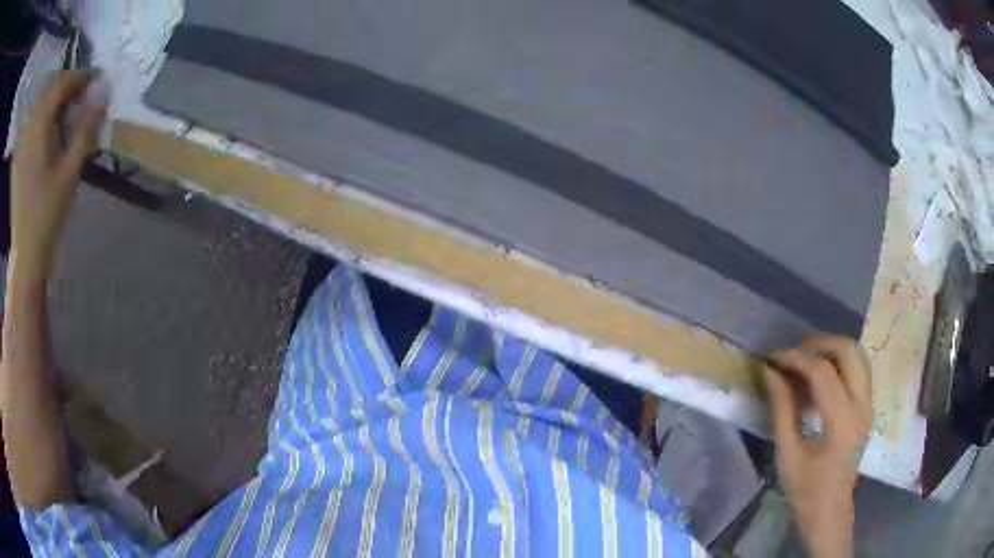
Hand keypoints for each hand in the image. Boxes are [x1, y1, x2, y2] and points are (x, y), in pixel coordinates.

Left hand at [11, 70, 107, 279]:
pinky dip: (41, 115)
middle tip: (80, 95)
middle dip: (66, 85)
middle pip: (49, 88)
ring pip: (39, 102)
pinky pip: (30, 121)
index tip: (95, 80)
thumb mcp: (70, 174)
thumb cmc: (47, 216)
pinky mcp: (17, 155)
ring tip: (65, 110)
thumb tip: (103, 96)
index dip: (80, 77)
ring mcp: (21, 143)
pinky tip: (47, 127)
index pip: (61, 84)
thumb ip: (86, 130)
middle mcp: (28, 129)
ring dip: (53, 99)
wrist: (25, 255)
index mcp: (38, 129)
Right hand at [764, 336, 872, 557]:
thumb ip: (781, 409)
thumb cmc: (805, 491)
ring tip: (806, 359)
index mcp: (842, 422)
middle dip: (819, 344)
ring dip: (832, 350)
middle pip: (848, 351)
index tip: (773, 358)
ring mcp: (869, 405)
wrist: (829, 513)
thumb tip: (770, 372)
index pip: (822, 372)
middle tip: (793, 353)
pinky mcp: (868, 407)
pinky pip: (859, 369)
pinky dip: (840, 363)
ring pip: (857, 355)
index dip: (796, 359)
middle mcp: (862, 405)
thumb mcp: (788, 453)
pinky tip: (821, 376)